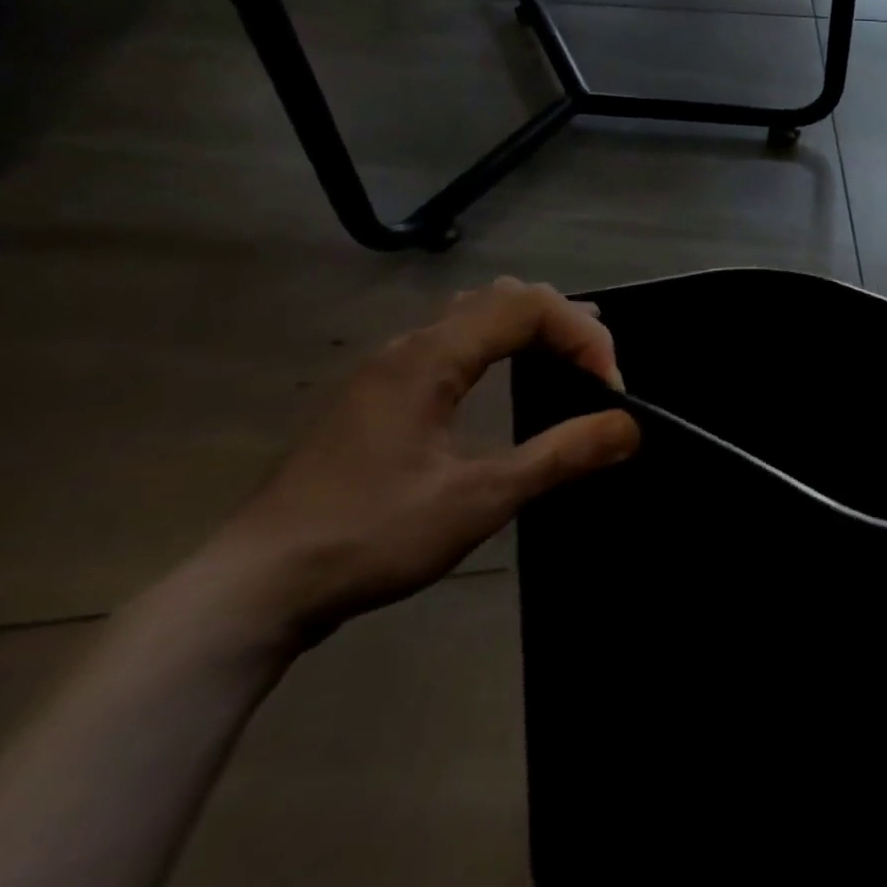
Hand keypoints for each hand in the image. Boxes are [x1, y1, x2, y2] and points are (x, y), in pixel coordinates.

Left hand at [194, 278, 639, 646]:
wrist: (255, 589)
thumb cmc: (370, 536)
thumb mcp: (480, 500)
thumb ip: (561, 455)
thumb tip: (631, 426)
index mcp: (428, 359)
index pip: (528, 306)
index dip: (584, 336)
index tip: (610, 391)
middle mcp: (409, 348)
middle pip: (504, 296)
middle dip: (566, 323)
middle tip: (600, 371)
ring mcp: (390, 370)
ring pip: (477, 313)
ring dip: (535, 328)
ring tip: (573, 362)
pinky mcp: (384, 396)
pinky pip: (458, 340)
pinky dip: (505, 344)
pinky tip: (515, 378)